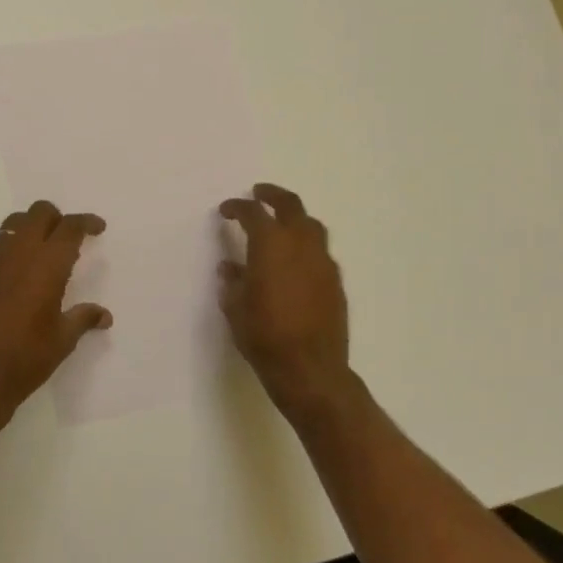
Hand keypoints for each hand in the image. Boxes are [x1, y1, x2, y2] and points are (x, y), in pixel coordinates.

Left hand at [0, 200, 111, 418]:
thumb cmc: (25, 358)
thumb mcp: (62, 340)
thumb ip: (83, 319)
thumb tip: (104, 315)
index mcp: (48, 263)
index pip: (70, 227)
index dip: (86, 222)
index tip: (97, 228)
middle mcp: (18, 251)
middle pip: (39, 213)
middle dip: (57, 219)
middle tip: (67, 237)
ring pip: (13, 224)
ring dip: (30, 229)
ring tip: (39, 251)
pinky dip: (8, 247)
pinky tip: (12, 271)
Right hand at [219, 184, 350, 409]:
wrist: (310, 369)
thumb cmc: (264, 337)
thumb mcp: (235, 309)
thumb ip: (233, 282)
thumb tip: (230, 268)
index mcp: (271, 246)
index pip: (254, 214)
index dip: (238, 207)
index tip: (226, 210)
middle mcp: (301, 245)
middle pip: (291, 206)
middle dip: (273, 195)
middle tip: (259, 193)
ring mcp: (323, 262)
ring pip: (312, 226)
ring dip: (294, 218)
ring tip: (281, 224)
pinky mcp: (336, 282)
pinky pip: (320, 252)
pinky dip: (306, 246)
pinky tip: (296, 261)